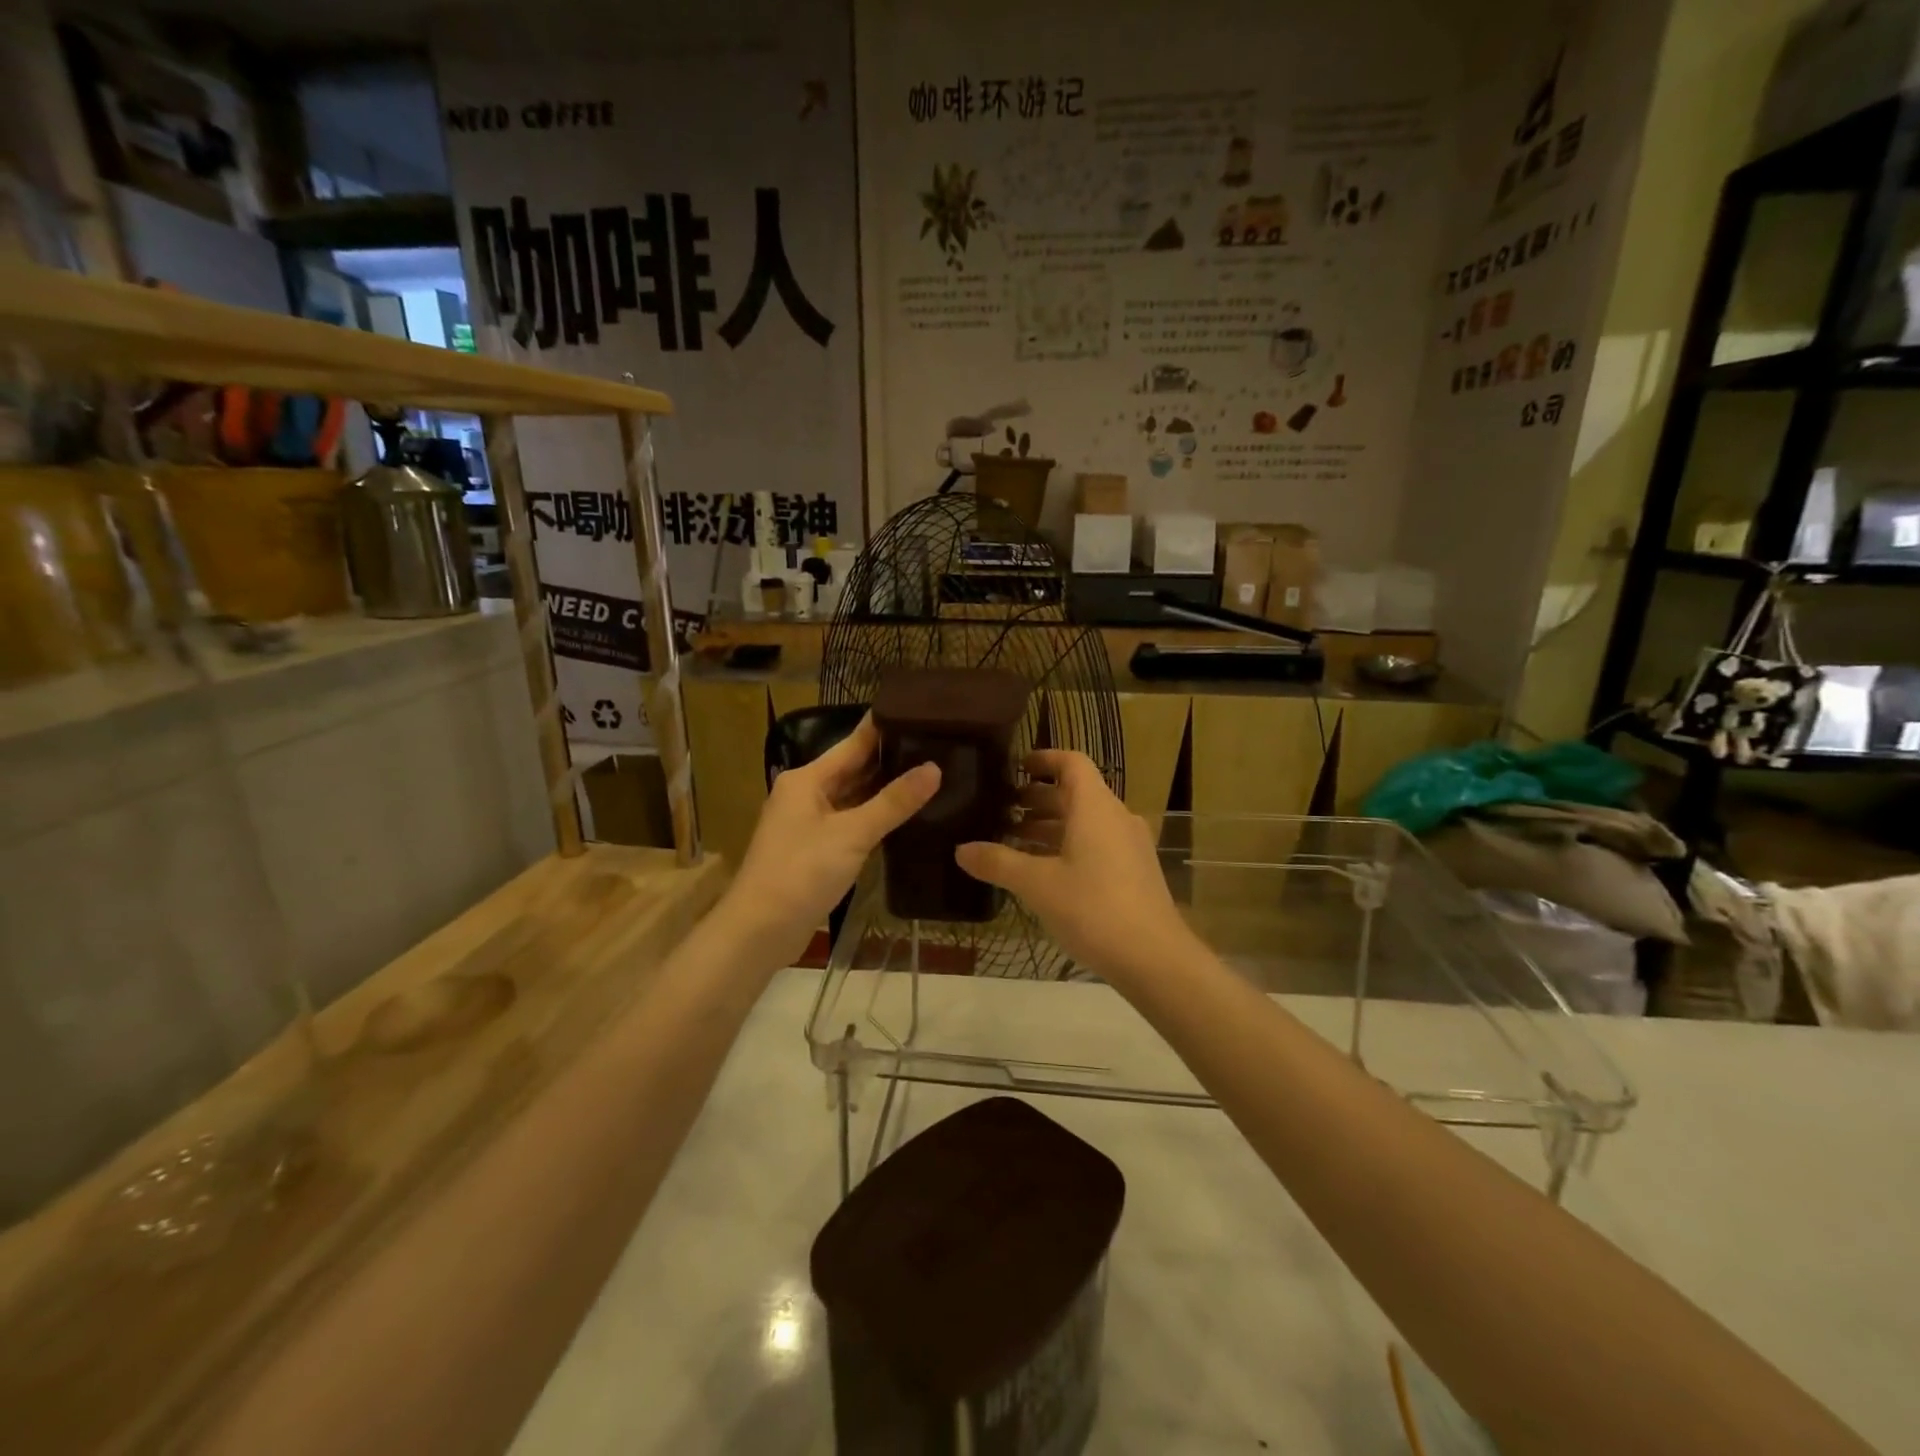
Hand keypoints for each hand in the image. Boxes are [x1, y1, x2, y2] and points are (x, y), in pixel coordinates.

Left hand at [718, 715, 940, 971]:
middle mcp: (805, 794)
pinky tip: (905, 814)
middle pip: (853, 768)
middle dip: (890, 758)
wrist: (760, 930)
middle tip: (937, 744)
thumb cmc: (801, 872)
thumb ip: (894, 802)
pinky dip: (875, 817)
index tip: (920, 711)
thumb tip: (934, 768)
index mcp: (807, 779)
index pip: (853, 743)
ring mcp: (809, 823)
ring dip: (884, 789)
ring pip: (853, 797)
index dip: (884, 727)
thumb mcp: (852, 834)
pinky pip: (851, 822)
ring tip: (930, 773)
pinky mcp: (815, 849)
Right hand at [955, 750, 1195, 983]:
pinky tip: (1045, 872)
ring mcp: (1130, 845)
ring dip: (1052, 826)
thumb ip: (998, 863)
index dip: (1044, 758)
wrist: (1155, 958)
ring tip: (1015, 841)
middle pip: (1076, 793)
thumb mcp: (1037, 885)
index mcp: (1095, 807)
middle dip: (1039, 798)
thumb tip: (962, 850)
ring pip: (1086, 821)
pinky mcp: (1135, 871)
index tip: (1016, 767)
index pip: (1072, 762)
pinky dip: (1069, 846)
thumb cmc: (1093, 908)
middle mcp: (1116, 816)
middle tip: (1003, 810)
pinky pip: (1097, 843)